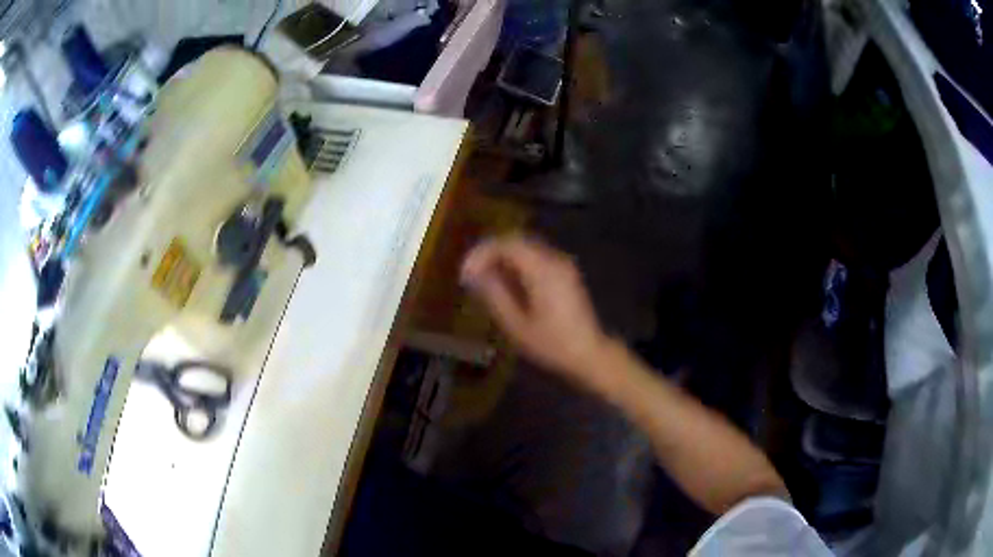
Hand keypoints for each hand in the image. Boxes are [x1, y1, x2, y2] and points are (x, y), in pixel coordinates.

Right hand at [461, 236, 612, 386]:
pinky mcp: (566, 272)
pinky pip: (536, 257)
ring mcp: (563, 264)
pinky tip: (507, 284)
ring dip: (503, 258)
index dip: (482, 253)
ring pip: (526, 248)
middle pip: (516, 241)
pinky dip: (517, 264)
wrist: (590, 353)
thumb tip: (474, 274)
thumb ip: (494, 294)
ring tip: (485, 280)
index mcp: (542, 270)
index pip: (507, 244)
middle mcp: (554, 259)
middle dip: (491, 253)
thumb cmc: (552, 344)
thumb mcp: (516, 324)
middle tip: (472, 274)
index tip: (466, 272)